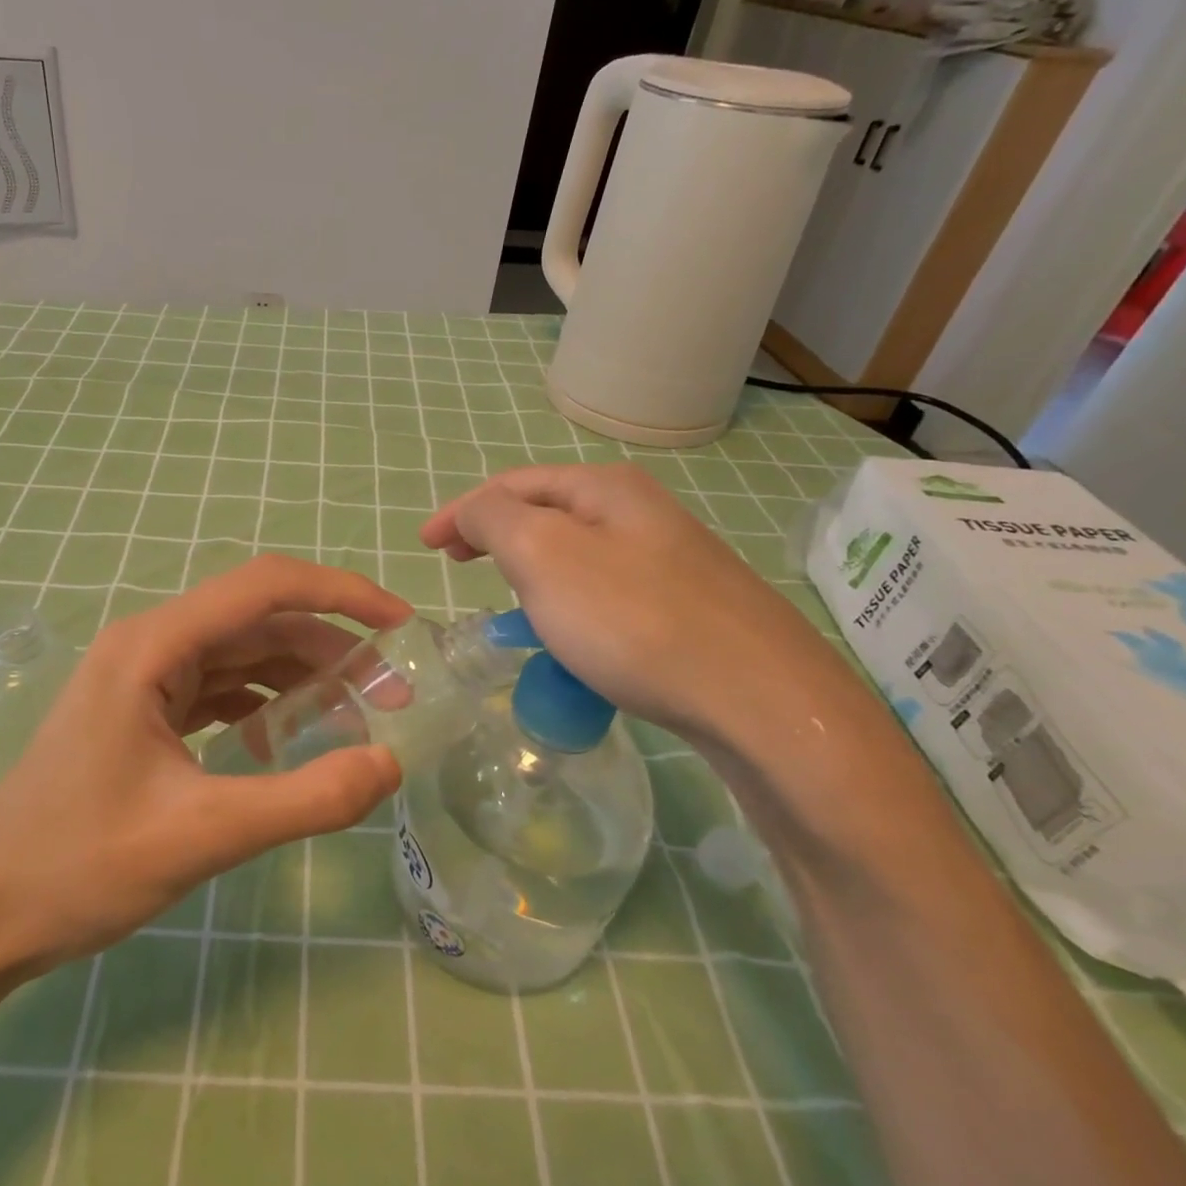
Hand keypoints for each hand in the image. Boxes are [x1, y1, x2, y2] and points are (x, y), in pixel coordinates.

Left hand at [0, 555, 409, 980]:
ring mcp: (144, 677)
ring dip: (301, 679)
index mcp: (154, 645)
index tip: (401, 624)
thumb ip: (305, 799)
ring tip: (355, 719)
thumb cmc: (77, 867)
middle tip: (393, 695)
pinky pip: (219, 690)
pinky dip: (264, 706)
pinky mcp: (143, 711)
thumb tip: (389, 763)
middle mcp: (150, 644)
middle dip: (332, 650)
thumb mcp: (203, 835)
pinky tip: (285, 745)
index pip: (265, 586)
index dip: (341, 594)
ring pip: (243, 656)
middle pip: (260, 622)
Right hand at [419, 463, 862, 752]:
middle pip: (547, 512)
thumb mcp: (542, 555)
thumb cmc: (633, 620)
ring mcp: (672, 560)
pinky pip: (607, 592)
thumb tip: (474, 513)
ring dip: (533, 569)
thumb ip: (493, 520)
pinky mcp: (689, 608)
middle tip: (460, 566)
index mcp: (605, 489)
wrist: (760, 700)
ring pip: (578, 554)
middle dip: (497, 535)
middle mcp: (642, 512)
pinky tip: (572, 635)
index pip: (512, 484)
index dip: (461, 511)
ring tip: (509, 600)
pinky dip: (570, 602)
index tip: (426, 547)